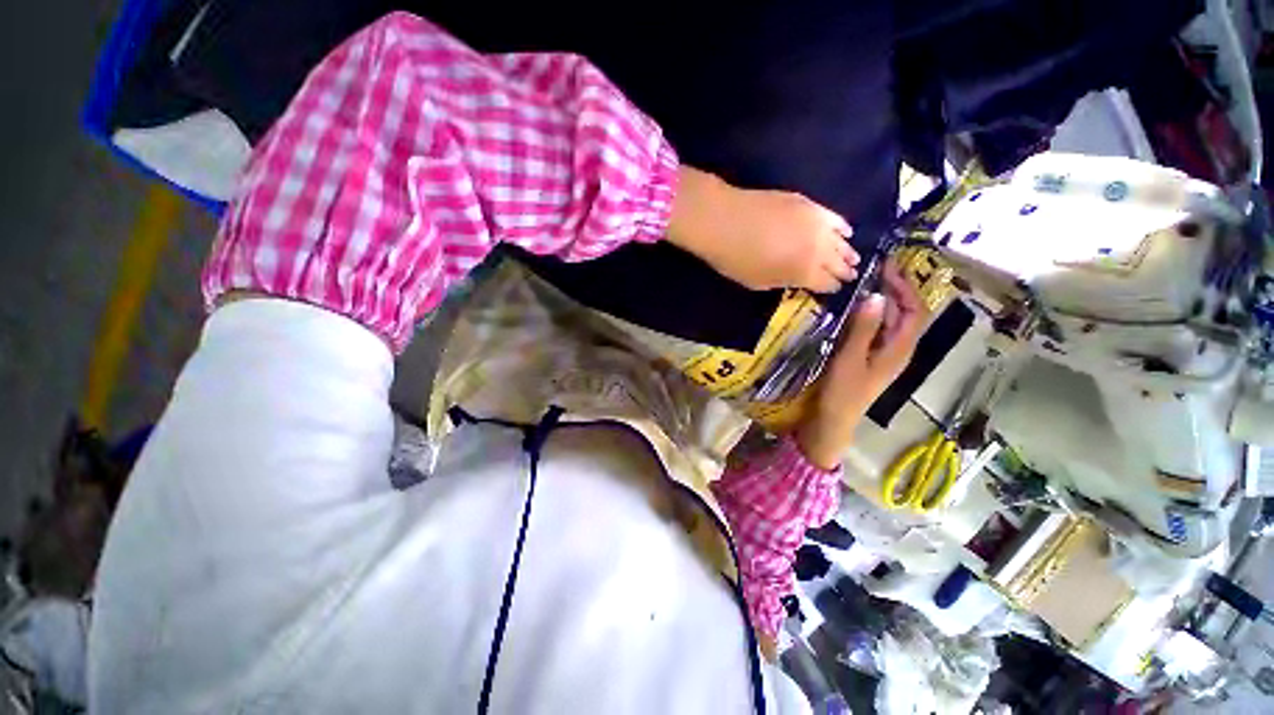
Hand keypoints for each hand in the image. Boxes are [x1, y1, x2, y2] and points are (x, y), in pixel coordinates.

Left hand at [666, 167, 858, 292]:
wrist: (723, 220)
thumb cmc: (735, 259)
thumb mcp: (759, 282)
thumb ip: (784, 281)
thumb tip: (798, 278)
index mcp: (805, 273)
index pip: (828, 284)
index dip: (832, 288)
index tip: (833, 289)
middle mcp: (819, 249)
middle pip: (840, 262)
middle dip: (844, 271)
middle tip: (849, 275)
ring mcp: (818, 224)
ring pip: (842, 241)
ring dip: (846, 251)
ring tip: (852, 258)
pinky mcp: (811, 204)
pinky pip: (835, 218)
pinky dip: (841, 228)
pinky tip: (845, 232)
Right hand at [794, 260, 926, 468]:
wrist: (835, 418)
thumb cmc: (844, 391)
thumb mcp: (850, 358)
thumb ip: (863, 328)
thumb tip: (875, 296)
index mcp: (900, 348)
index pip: (915, 310)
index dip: (907, 286)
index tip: (889, 266)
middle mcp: (899, 348)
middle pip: (907, 312)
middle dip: (898, 288)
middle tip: (878, 268)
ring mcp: (885, 353)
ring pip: (892, 320)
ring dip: (885, 299)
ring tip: (867, 281)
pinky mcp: (872, 356)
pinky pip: (879, 329)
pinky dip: (872, 313)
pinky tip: (857, 308)